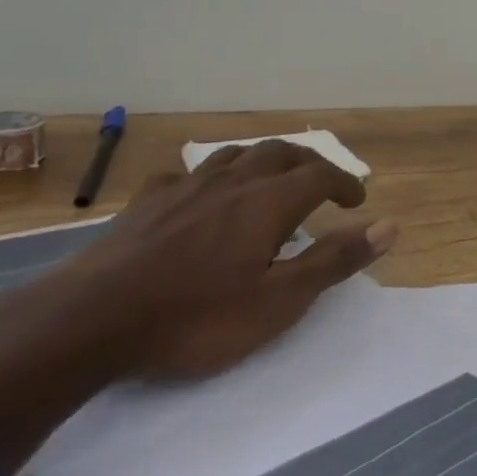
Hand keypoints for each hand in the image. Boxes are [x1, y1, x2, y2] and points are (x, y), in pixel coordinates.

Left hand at [62, 139, 393, 379]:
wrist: (87, 322)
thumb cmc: (194, 318)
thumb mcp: (278, 302)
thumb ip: (334, 261)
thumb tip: (390, 227)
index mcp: (268, 202)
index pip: (321, 176)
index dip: (346, 183)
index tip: (358, 201)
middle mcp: (232, 182)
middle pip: (280, 153)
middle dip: (309, 163)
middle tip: (323, 183)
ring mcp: (184, 188)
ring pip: (234, 155)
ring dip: (262, 161)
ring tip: (270, 179)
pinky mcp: (145, 203)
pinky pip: (186, 174)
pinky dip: (208, 178)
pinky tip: (200, 195)